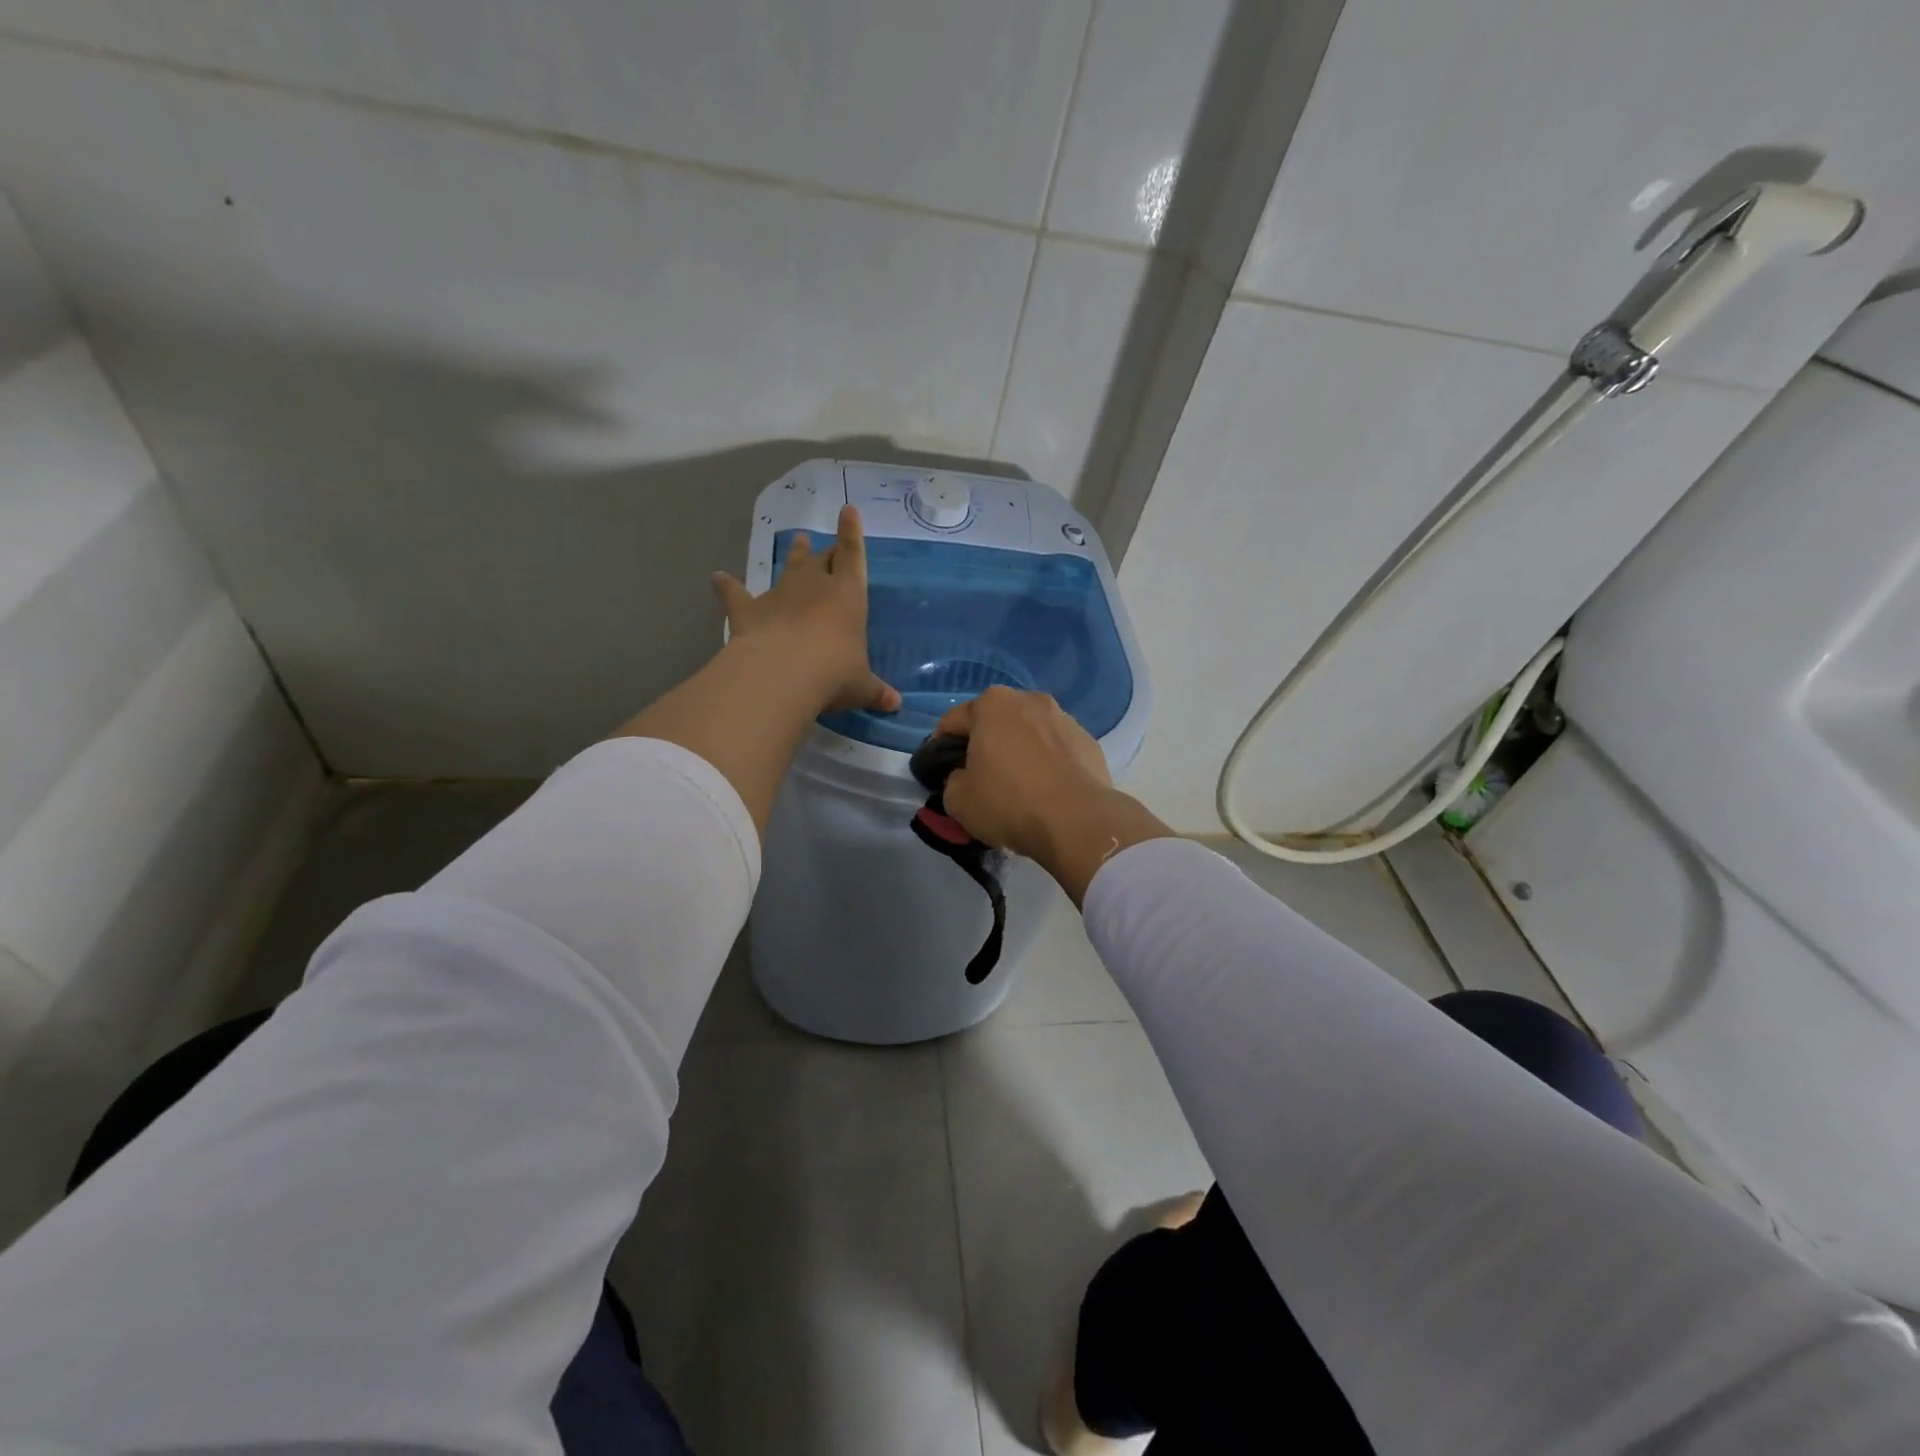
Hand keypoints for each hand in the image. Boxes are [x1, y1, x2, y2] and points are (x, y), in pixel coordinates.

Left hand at [712, 505, 900, 715]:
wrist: (782, 675)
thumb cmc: (834, 674)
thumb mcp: (860, 686)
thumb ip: (876, 691)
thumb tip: (896, 705)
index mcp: (848, 596)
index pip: (853, 555)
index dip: (852, 532)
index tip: (848, 510)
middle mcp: (815, 586)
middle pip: (822, 559)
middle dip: (827, 551)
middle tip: (827, 546)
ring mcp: (779, 595)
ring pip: (789, 567)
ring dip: (794, 554)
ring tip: (797, 540)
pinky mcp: (748, 610)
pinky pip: (735, 594)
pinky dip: (726, 586)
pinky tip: (717, 578)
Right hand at [933, 687, 1113, 855]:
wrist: (1077, 821)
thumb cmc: (1009, 802)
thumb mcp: (957, 800)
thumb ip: (952, 780)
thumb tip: (964, 777)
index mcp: (992, 704)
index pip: (953, 722)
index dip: (941, 747)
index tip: (940, 772)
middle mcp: (1029, 700)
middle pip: (995, 722)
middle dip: (985, 744)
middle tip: (980, 778)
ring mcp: (1064, 718)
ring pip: (1029, 733)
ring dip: (1019, 751)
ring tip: (1018, 786)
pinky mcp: (1089, 741)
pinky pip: (1057, 750)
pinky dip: (1048, 763)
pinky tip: (1047, 791)